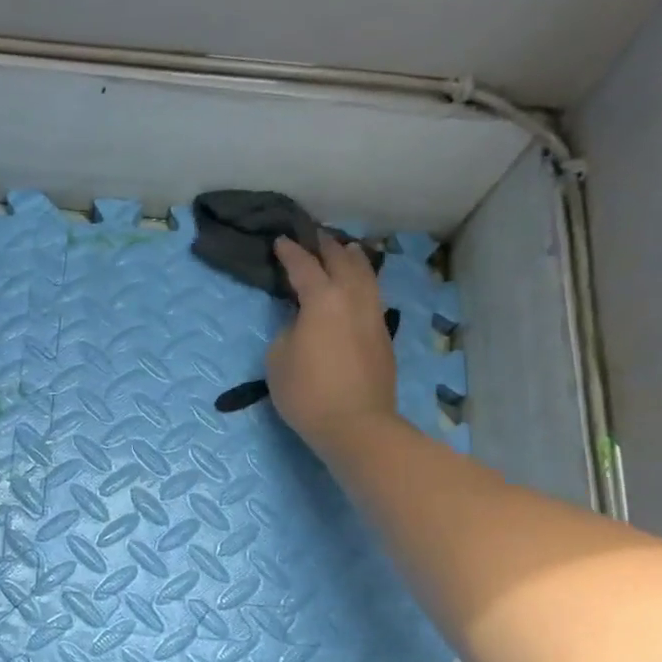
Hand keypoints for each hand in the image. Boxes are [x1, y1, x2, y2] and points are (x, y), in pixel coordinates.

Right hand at [268, 236, 400, 454]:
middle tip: (317, 236)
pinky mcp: (384, 338)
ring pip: (367, 277)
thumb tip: (302, 324)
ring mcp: (373, 318)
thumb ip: (288, 332)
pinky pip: (373, 298)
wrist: (356, 425)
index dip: (290, 253)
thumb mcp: (278, 360)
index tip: (281, 241)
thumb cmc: (308, 392)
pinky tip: (361, 288)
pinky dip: (365, 283)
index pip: (304, 266)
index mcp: (323, 299)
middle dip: (328, 246)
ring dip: (354, 260)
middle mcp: (353, 299)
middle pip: (342, 262)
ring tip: (348, 250)